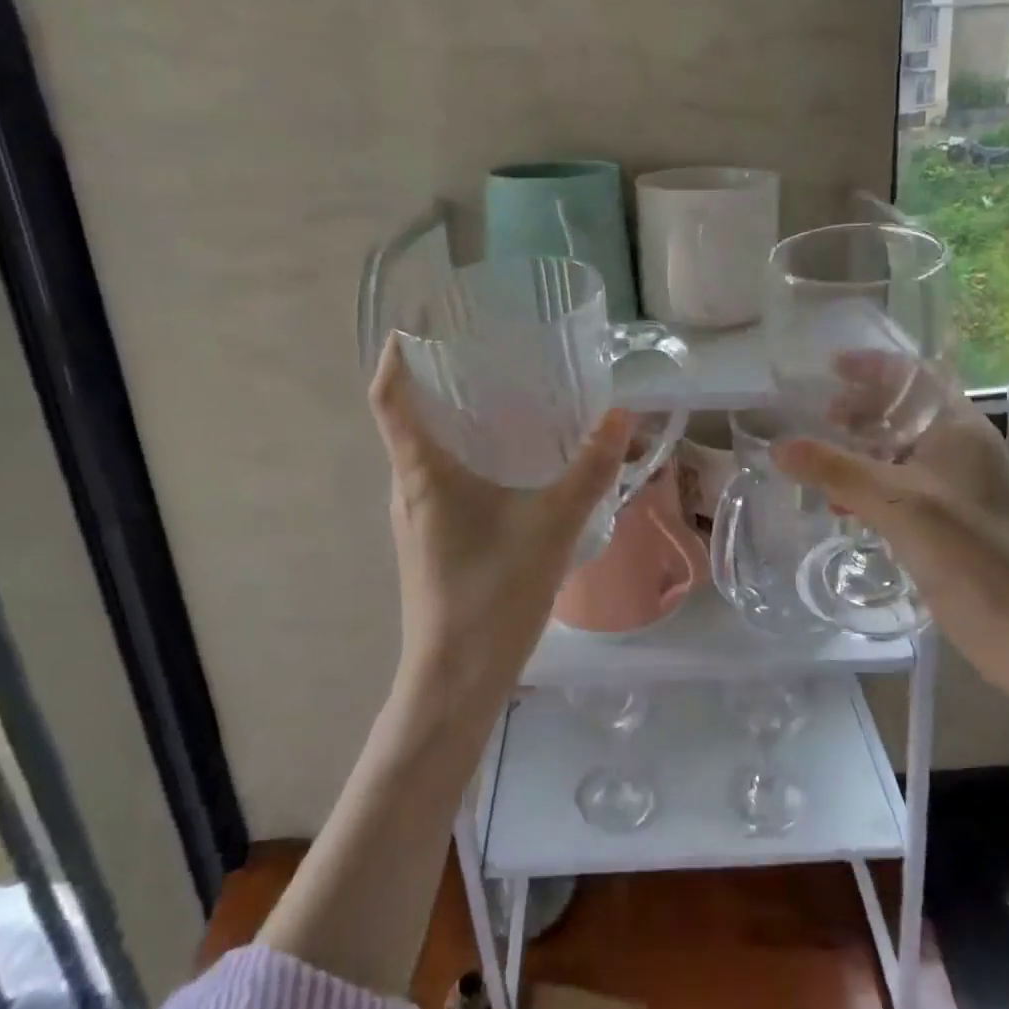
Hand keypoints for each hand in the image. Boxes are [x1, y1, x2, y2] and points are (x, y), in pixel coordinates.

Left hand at [368, 334, 633, 722]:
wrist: (456, 682)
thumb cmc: (492, 594)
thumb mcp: (553, 525)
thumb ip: (589, 469)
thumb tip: (620, 415)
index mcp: (422, 473)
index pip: (388, 399)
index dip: (396, 359)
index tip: (416, 326)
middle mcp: (408, 489)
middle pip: (407, 420)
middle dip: (435, 382)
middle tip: (482, 352)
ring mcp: (416, 518)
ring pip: (425, 453)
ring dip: (453, 420)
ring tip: (502, 397)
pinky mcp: (431, 540)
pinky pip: (439, 480)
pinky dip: (465, 454)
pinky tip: (508, 462)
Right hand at [774, 359, 1008, 752]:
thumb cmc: (974, 554)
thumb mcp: (899, 504)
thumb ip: (836, 470)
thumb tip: (778, 446)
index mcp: (958, 428)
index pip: (912, 376)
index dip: (871, 366)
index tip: (828, 368)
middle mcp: (958, 450)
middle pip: (901, 412)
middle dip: (857, 412)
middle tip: (816, 420)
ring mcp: (954, 489)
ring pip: (896, 453)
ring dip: (858, 453)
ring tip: (818, 463)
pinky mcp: (947, 523)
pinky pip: (898, 490)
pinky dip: (867, 488)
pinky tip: (840, 505)